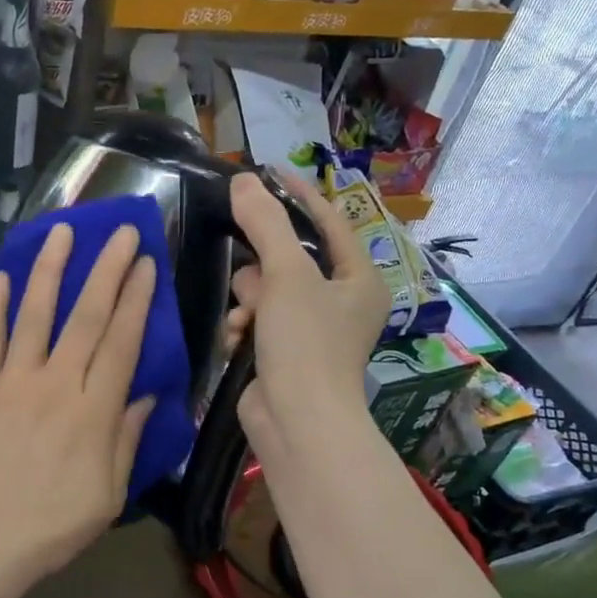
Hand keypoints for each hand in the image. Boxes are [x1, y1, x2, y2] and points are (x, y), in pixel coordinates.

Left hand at [0, 222, 156, 581]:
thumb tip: (146, 394)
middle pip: (86, 317)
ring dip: (50, 270)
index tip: (148, 264)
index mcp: (93, 412)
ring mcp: (13, 383)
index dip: (137, 300)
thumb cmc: (52, 526)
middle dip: (107, 270)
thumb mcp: (108, 494)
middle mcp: (55, 385)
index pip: (122, 342)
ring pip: (35, 315)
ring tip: (62, 230)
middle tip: (123, 232)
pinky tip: (2, 277)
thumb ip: (127, 439)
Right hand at [226, 170, 390, 460]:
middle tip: (253, 277)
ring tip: (245, 320)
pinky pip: (258, 321)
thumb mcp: (287, 275)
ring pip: (267, 291)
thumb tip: (242, 181)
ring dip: (249, 301)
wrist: (297, 423)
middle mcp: (341, 302)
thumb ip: (265, 224)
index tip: (265, 174)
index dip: (298, 196)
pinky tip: (237, 341)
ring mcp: (312, 331)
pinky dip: (245, 327)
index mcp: (359, 279)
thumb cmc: (306, 343)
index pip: (329, 222)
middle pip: (290, 259)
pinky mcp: (285, 354)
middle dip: (263, 268)